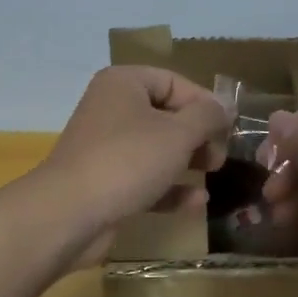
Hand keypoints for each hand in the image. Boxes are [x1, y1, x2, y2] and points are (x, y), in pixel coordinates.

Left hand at [35, 66, 229, 268]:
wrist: (69, 214)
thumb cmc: (128, 160)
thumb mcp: (178, 133)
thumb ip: (207, 116)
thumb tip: (225, 106)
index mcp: (124, 84)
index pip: (174, 82)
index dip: (205, 103)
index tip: (228, 128)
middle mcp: (112, 109)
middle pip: (166, 115)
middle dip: (198, 136)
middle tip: (218, 156)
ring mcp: (106, 148)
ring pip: (156, 149)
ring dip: (187, 162)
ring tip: (212, 174)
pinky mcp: (105, 183)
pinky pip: (145, 178)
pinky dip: (169, 188)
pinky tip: (196, 203)